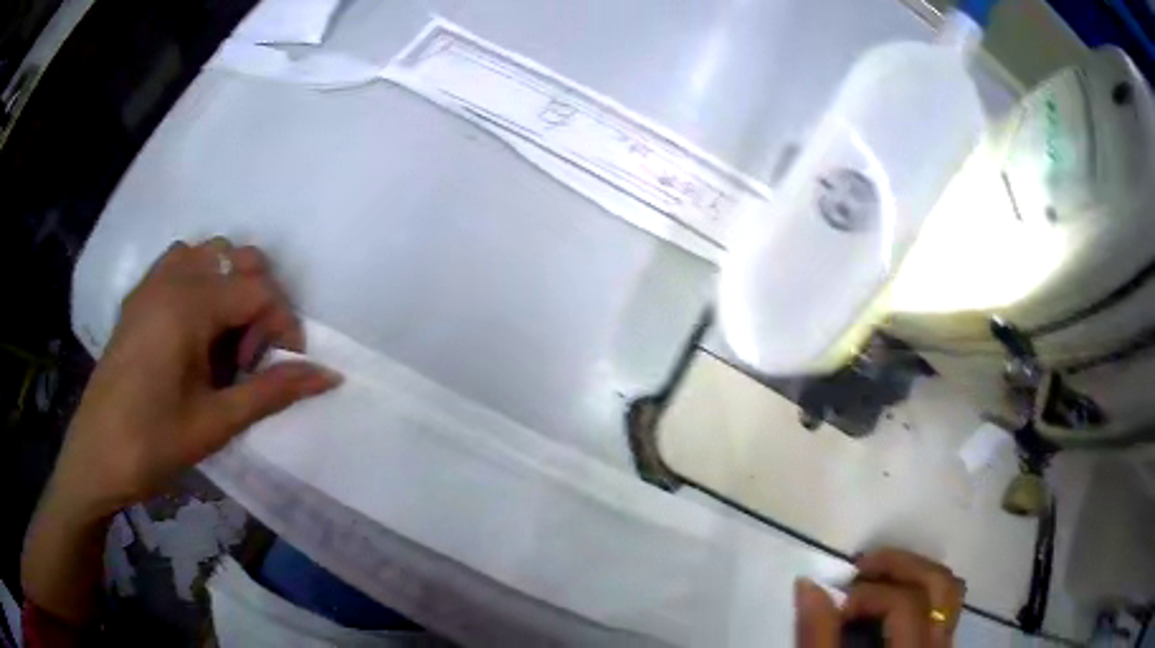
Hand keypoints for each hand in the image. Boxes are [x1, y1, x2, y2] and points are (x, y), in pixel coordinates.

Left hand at [24, 237, 338, 624]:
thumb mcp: (215, 423)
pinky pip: (180, 263)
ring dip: (229, 288)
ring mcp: (151, 282)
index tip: (284, 369)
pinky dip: (200, 283)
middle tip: (247, 358)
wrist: (96, 456)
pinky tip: (193, 331)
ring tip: (221, 343)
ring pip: (210, 254)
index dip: (284, 325)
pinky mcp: (138, 296)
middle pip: (239, 259)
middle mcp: (172, 278)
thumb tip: (328, 375)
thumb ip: (271, 391)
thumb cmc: (153, 443)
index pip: (259, 289)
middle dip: (258, 302)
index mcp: (189, 305)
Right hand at [795, 548, 965, 647]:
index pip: (903, 604)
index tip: (833, 604)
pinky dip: (921, 592)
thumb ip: (817, 637)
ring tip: (878, 576)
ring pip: (948, 594)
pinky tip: (894, 599)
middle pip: (939, 586)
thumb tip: (809, 585)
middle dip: (900, 565)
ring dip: (915, 574)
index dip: (866, 594)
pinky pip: (944, 609)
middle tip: (861, 565)